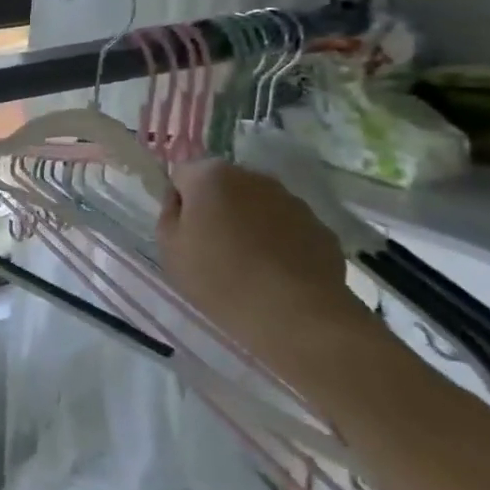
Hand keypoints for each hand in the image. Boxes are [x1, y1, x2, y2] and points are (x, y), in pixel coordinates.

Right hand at [157, 160, 376, 366]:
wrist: (295, 314)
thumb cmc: (219, 278)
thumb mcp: (169, 250)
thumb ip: (169, 214)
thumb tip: (181, 201)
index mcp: (210, 176)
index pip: (182, 175)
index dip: (179, 201)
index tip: (184, 231)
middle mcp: (253, 177)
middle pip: (222, 185)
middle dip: (216, 207)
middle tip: (212, 247)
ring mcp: (291, 200)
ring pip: (257, 204)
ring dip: (248, 222)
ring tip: (247, 263)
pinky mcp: (320, 226)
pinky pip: (287, 227)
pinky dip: (279, 241)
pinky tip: (276, 272)